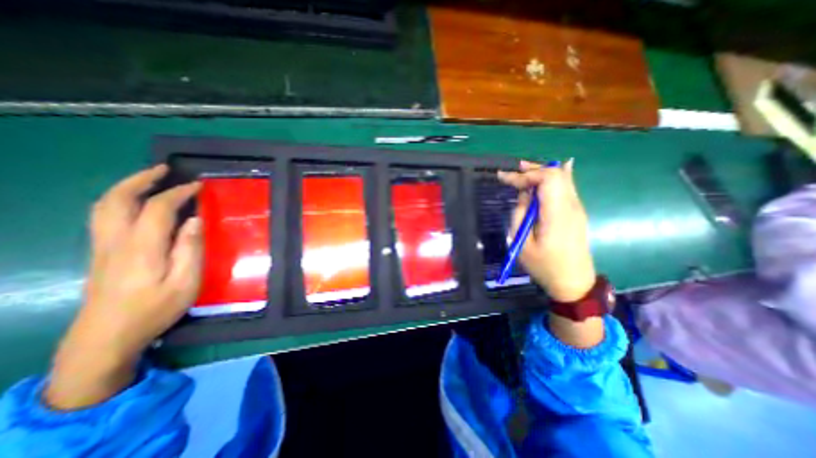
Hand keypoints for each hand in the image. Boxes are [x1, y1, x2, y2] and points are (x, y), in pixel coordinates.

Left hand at [44, 166, 201, 409]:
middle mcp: (116, 241)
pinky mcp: (100, 253)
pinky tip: (136, 204)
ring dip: (127, 187)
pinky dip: (119, 201)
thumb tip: (195, 220)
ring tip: (149, 180)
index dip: (178, 193)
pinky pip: (104, 216)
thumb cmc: (154, 309)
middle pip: (118, 200)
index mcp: (142, 248)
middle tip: (164, 169)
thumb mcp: (185, 282)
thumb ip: (190, 249)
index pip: (158, 208)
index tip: (198, 186)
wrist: (105, 338)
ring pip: (104, 206)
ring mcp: (102, 247)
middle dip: (141, 179)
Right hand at [498, 159, 593, 301]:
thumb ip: (520, 215)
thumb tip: (524, 195)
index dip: (524, 175)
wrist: (573, 282)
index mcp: (557, 214)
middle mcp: (571, 206)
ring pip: (562, 179)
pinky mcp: (576, 213)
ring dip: (542, 171)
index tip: (504, 178)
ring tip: (524, 169)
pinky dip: (554, 178)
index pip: (546, 180)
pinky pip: (567, 187)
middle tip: (514, 170)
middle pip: (556, 175)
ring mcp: (576, 208)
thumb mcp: (522, 243)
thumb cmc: (544, 265)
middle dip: (533, 169)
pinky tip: (548, 172)